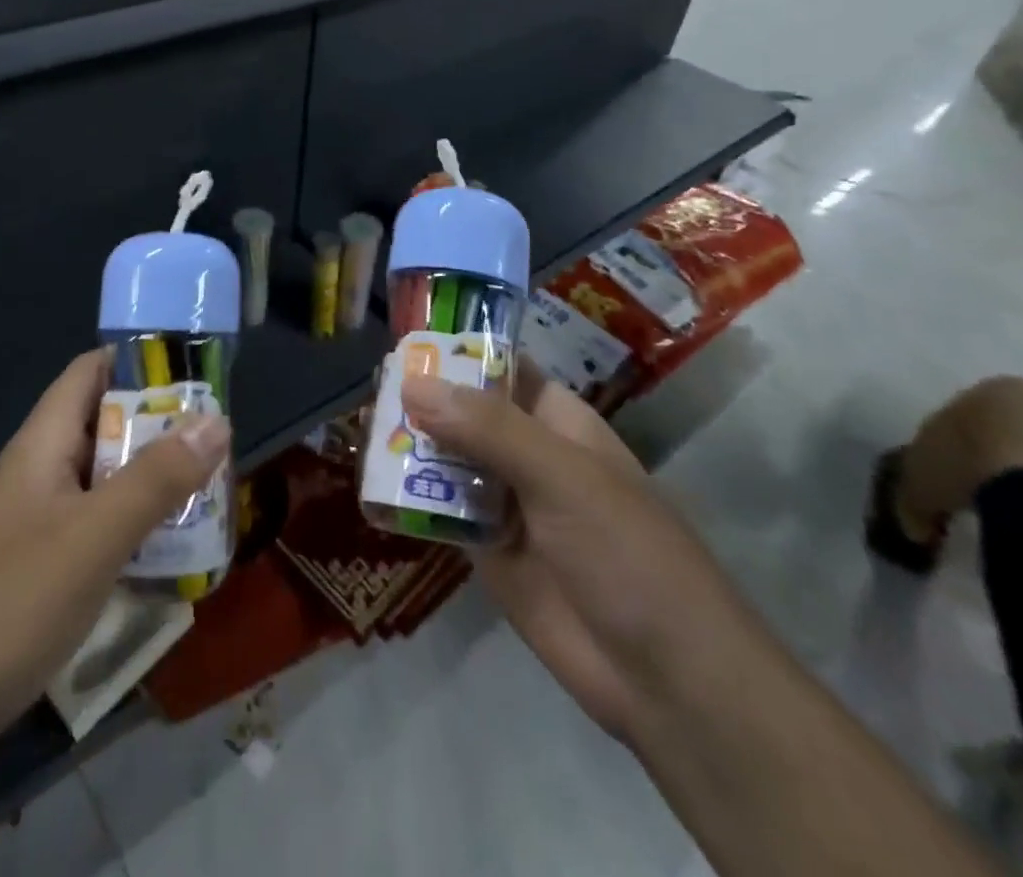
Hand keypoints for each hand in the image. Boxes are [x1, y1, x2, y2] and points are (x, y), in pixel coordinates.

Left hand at [0, 348, 229, 753]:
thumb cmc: (10, 605)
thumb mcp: (95, 536)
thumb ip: (157, 477)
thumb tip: (218, 419)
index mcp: (43, 443)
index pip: (91, 372)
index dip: (140, 360)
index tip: (197, 370)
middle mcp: (39, 471)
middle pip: (105, 424)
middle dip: (161, 426)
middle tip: (220, 439)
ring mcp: (37, 522)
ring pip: (105, 479)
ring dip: (154, 478)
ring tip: (212, 488)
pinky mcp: (40, 568)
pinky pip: (97, 526)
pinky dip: (135, 525)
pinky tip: (172, 549)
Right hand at [402, 361, 743, 740]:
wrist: (665, 680)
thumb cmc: (626, 553)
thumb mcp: (561, 476)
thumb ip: (487, 429)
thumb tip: (412, 383)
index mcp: (556, 422)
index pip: (500, 369)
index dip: (456, 352)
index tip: (400, 343)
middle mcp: (527, 454)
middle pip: (464, 414)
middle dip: (421, 401)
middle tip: (366, 388)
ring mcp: (506, 503)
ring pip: (447, 460)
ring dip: (409, 447)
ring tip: (358, 428)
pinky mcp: (486, 550)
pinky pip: (440, 511)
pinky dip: (410, 497)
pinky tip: (369, 483)